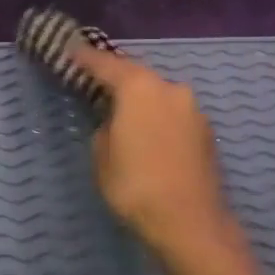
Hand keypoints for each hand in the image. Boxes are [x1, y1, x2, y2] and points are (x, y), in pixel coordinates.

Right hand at [70, 46, 266, 274]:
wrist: (191, 225)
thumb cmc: (135, 186)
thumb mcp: (102, 156)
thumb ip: (105, 128)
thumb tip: (115, 123)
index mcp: (139, 88)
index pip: (106, 64)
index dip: (85, 57)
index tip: (70, 49)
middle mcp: (170, 89)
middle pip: (136, 75)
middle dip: (115, 76)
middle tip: (94, 79)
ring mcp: (192, 110)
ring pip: (158, 94)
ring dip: (139, 98)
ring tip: (120, 108)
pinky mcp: (204, 132)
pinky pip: (171, 113)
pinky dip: (156, 116)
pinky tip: (146, 131)